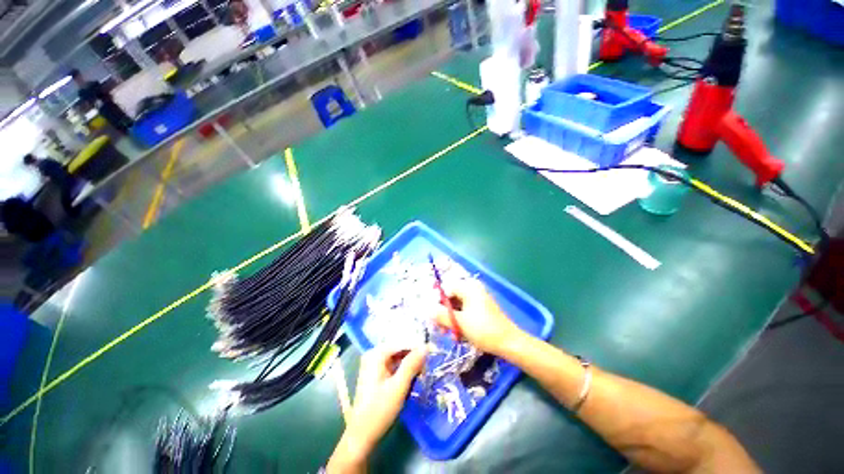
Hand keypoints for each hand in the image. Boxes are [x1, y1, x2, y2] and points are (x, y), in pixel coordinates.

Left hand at [327, 346, 426, 472]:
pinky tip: (413, 376)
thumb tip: (426, 346)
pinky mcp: (377, 373)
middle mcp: (374, 354)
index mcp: (376, 354)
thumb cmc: (379, 410)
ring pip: (399, 357)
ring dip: (411, 363)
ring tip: (422, 372)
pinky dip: (405, 369)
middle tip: (427, 366)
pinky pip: (395, 365)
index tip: (432, 351)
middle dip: (414, 355)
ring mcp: (375, 364)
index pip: (402, 342)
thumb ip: (412, 364)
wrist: (362, 435)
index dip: (417, 346)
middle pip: (400, 348)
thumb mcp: (399, 386)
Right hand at [435, 279, 524, 355]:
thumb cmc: (484, 330)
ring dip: (451, 319)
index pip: (446, 289)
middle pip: (451, 297)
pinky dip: (460, 321)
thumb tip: (427, 310)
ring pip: (457, 306)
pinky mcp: (481, 308)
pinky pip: (465, 311)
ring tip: (450, 334)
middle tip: (439, 328)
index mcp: (468, 287)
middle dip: (444, 313)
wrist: (509, 343)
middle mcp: (473, 289)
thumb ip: (442, 315)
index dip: (437, 302)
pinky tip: (458, 334)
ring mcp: (478, 298)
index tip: (432, 317)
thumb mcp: (460, 323)